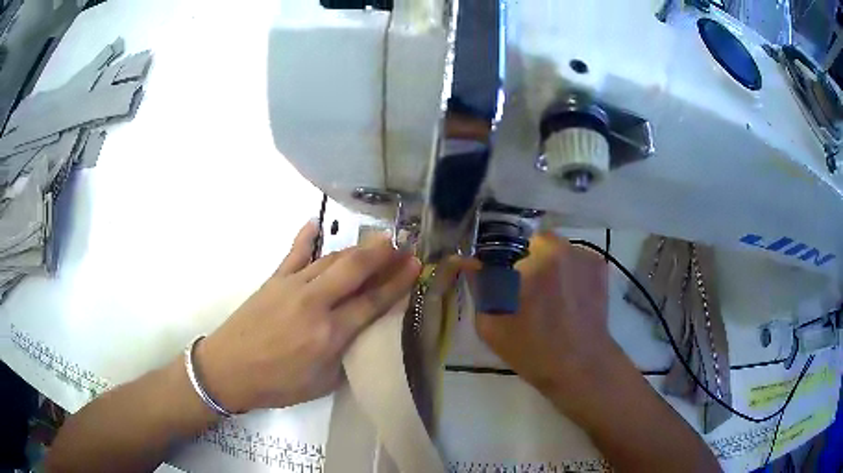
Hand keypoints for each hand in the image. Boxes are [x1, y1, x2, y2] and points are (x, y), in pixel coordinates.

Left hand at [197, 221, 421, 412]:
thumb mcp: (322, 382)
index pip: (372, 302)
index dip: (397, 282)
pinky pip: (293, 253)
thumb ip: (346, 354)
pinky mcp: (273, 280)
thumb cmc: (278, 384)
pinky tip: (314, 223)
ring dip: (356, 249)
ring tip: (377, 240)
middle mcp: (314, 303)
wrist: (229, 369)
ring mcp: (292, 286)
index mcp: (329, 334)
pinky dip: (306, 237)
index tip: (415, 265)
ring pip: (331, 259)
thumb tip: (361, 331)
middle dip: (382, 254)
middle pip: (354, 269)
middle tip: (403, 242)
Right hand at [473, 232, 614, 403]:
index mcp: (534, 259)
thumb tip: (469, 262)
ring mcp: (585, 255)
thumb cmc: (533, 350)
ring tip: (550, 297)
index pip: (505, 244)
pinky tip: (568, 297)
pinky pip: (575, 258)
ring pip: (556, 249)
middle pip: (533, 243)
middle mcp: (562, 248)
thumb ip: (480, 287)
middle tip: (526, 291)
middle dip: (526, 261)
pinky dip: (568, 271)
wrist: (581, 367)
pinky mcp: (600, 266)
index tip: (501, 281)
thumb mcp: (491, 326)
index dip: (500, 262)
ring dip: (548, 265)